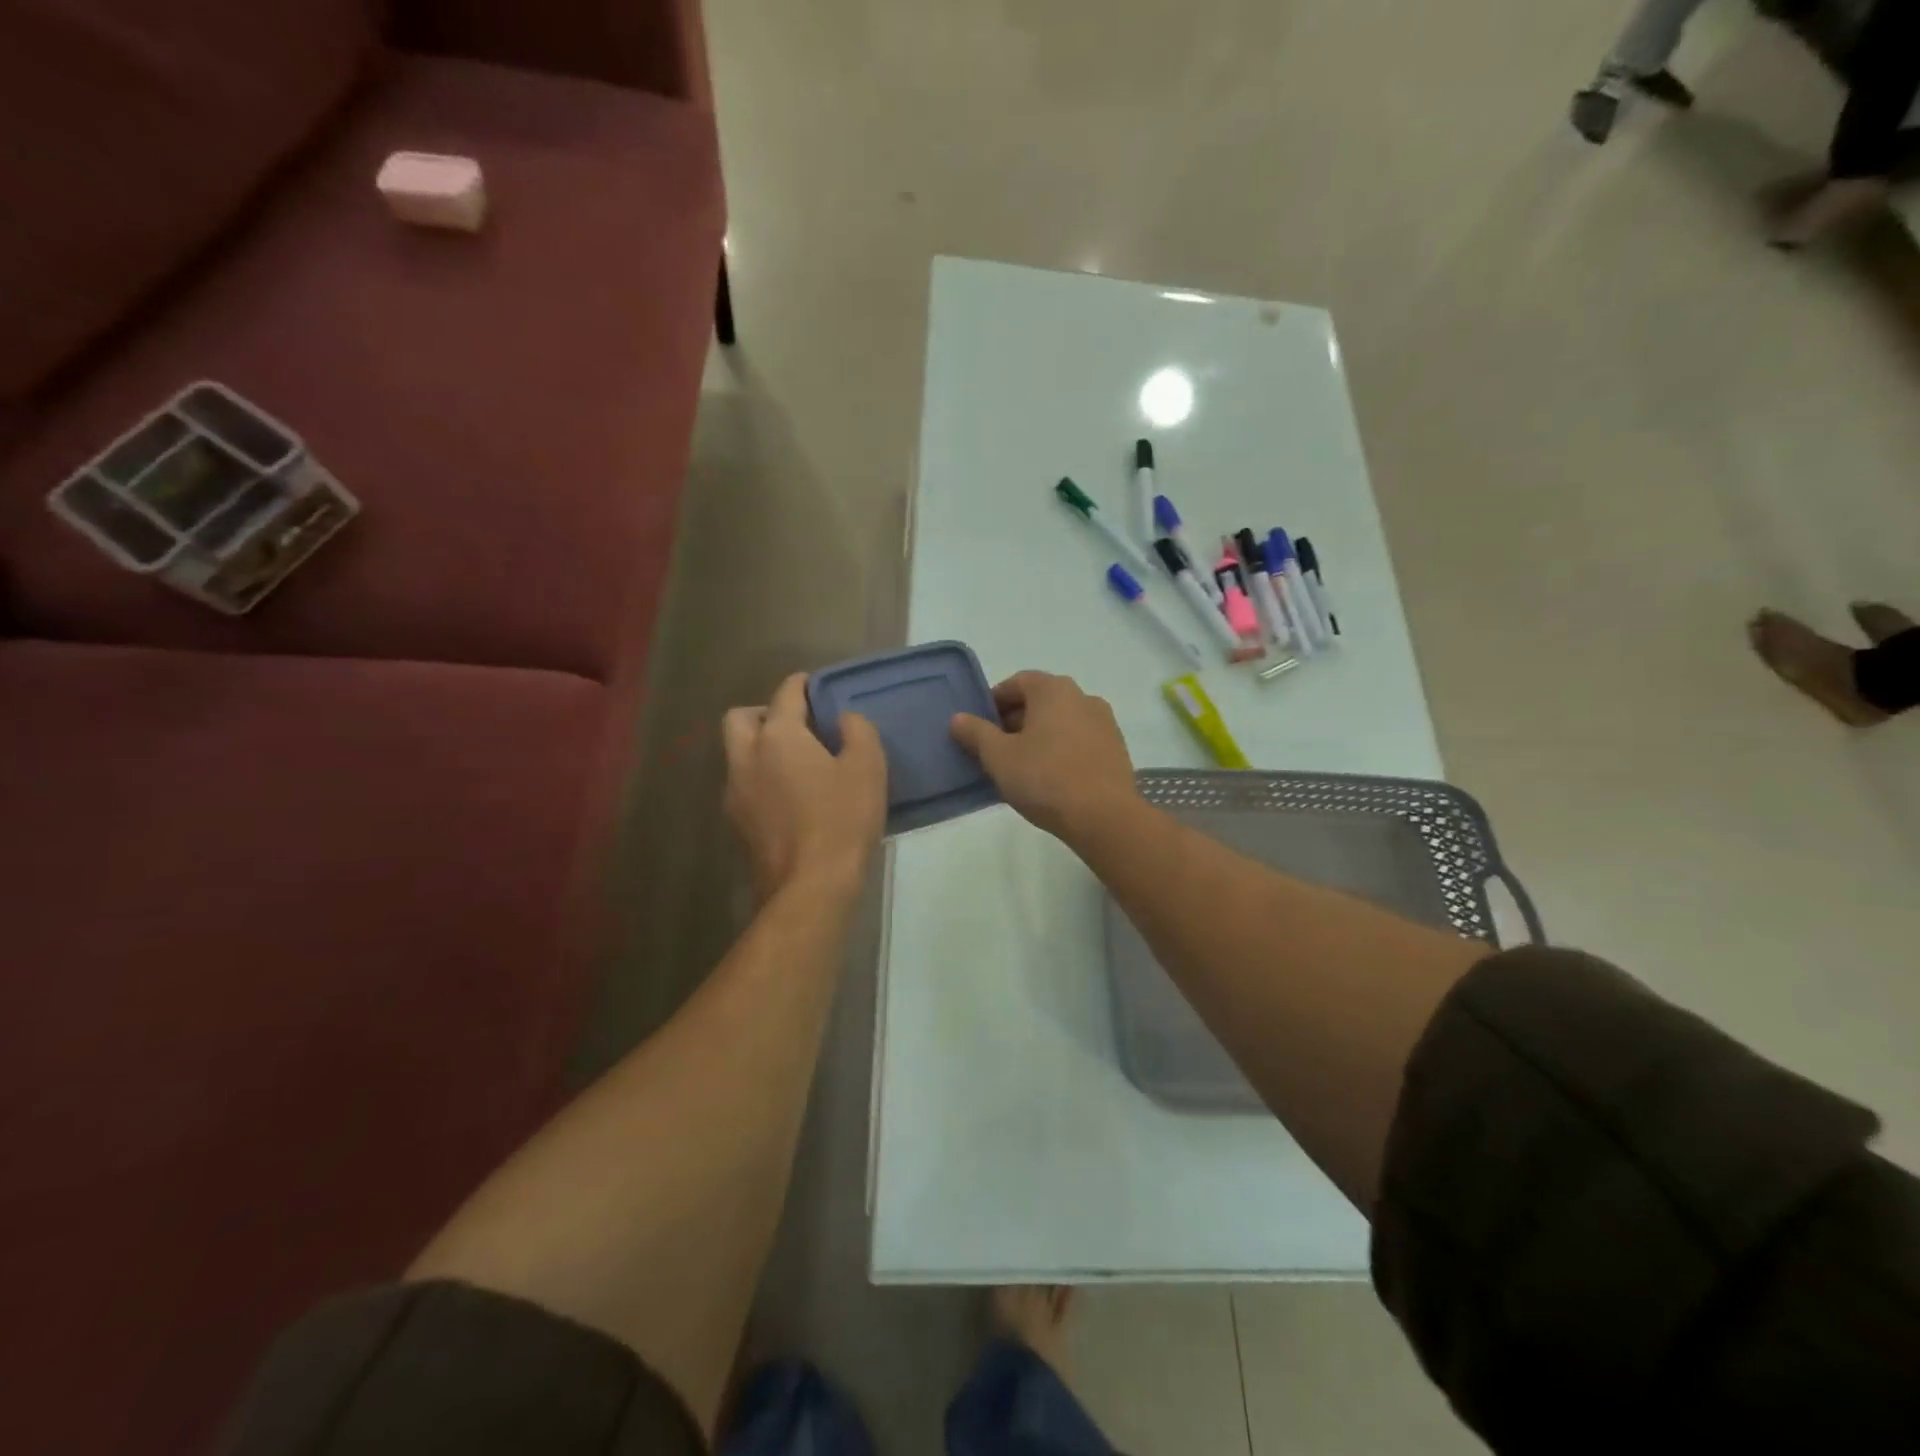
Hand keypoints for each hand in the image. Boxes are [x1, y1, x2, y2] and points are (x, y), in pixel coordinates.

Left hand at [723, 673, 886, 899]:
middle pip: (741, 719)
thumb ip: (858, 731)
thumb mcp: (867, 768)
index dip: (801, 685)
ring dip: (760, 749)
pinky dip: (760, 779)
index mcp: (778, 737)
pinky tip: (788, 799)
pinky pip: (743, 786)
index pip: (785, 695)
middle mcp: (746, 758)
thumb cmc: (841, 820)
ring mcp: (735, 793)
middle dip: (765, 713)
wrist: (809, 887)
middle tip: (797, 726)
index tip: (814, 685)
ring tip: (795, 764)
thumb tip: (845, 719)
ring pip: (737, 754)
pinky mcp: (736, 824)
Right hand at [950, 671, 1137, 841]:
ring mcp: (1104, 723)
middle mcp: (1083, 697)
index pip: (1018, 682)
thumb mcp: (999, 757)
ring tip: (1021, 766)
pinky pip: (1079, 741)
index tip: (979, 725)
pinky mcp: (1116, 749)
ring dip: (1040, 736)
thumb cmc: (1044, 778)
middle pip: (1041, 701)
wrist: (1103, 816)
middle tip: (995, 748)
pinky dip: (1062, 750)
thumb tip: (958, 718)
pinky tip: (1050, 778)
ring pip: (1062, 722)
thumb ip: (976, 733)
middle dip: (1016, 720)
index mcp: (1053, 690)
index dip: (994, 700)